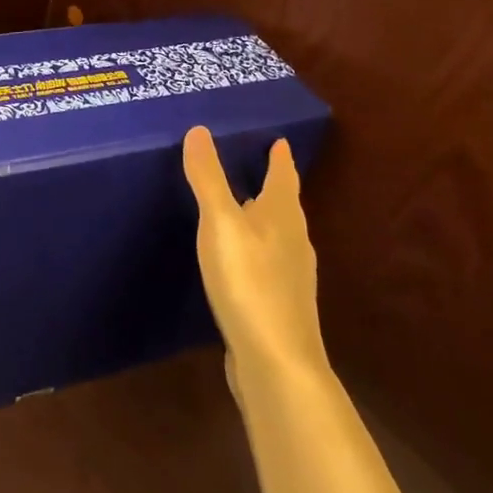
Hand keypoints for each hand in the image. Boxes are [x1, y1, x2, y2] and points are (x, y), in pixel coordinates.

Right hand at [182, 128, 328, 391]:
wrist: (276, 363)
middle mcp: (293, 241)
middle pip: (285, 205)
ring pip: (279, 236)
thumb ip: (209, 178)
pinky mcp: (279, 306)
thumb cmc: (249, 282)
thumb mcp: (220, 222)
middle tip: (257, 166)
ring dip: (265, 218)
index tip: (280, 140)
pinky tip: (241, 261)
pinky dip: (257, 250)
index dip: (280, 158)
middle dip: (274, 185)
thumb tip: (199, 130)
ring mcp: (290, 277)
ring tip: (246, 208)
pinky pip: (269, 264)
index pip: (283, 176)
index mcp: (282, 215)